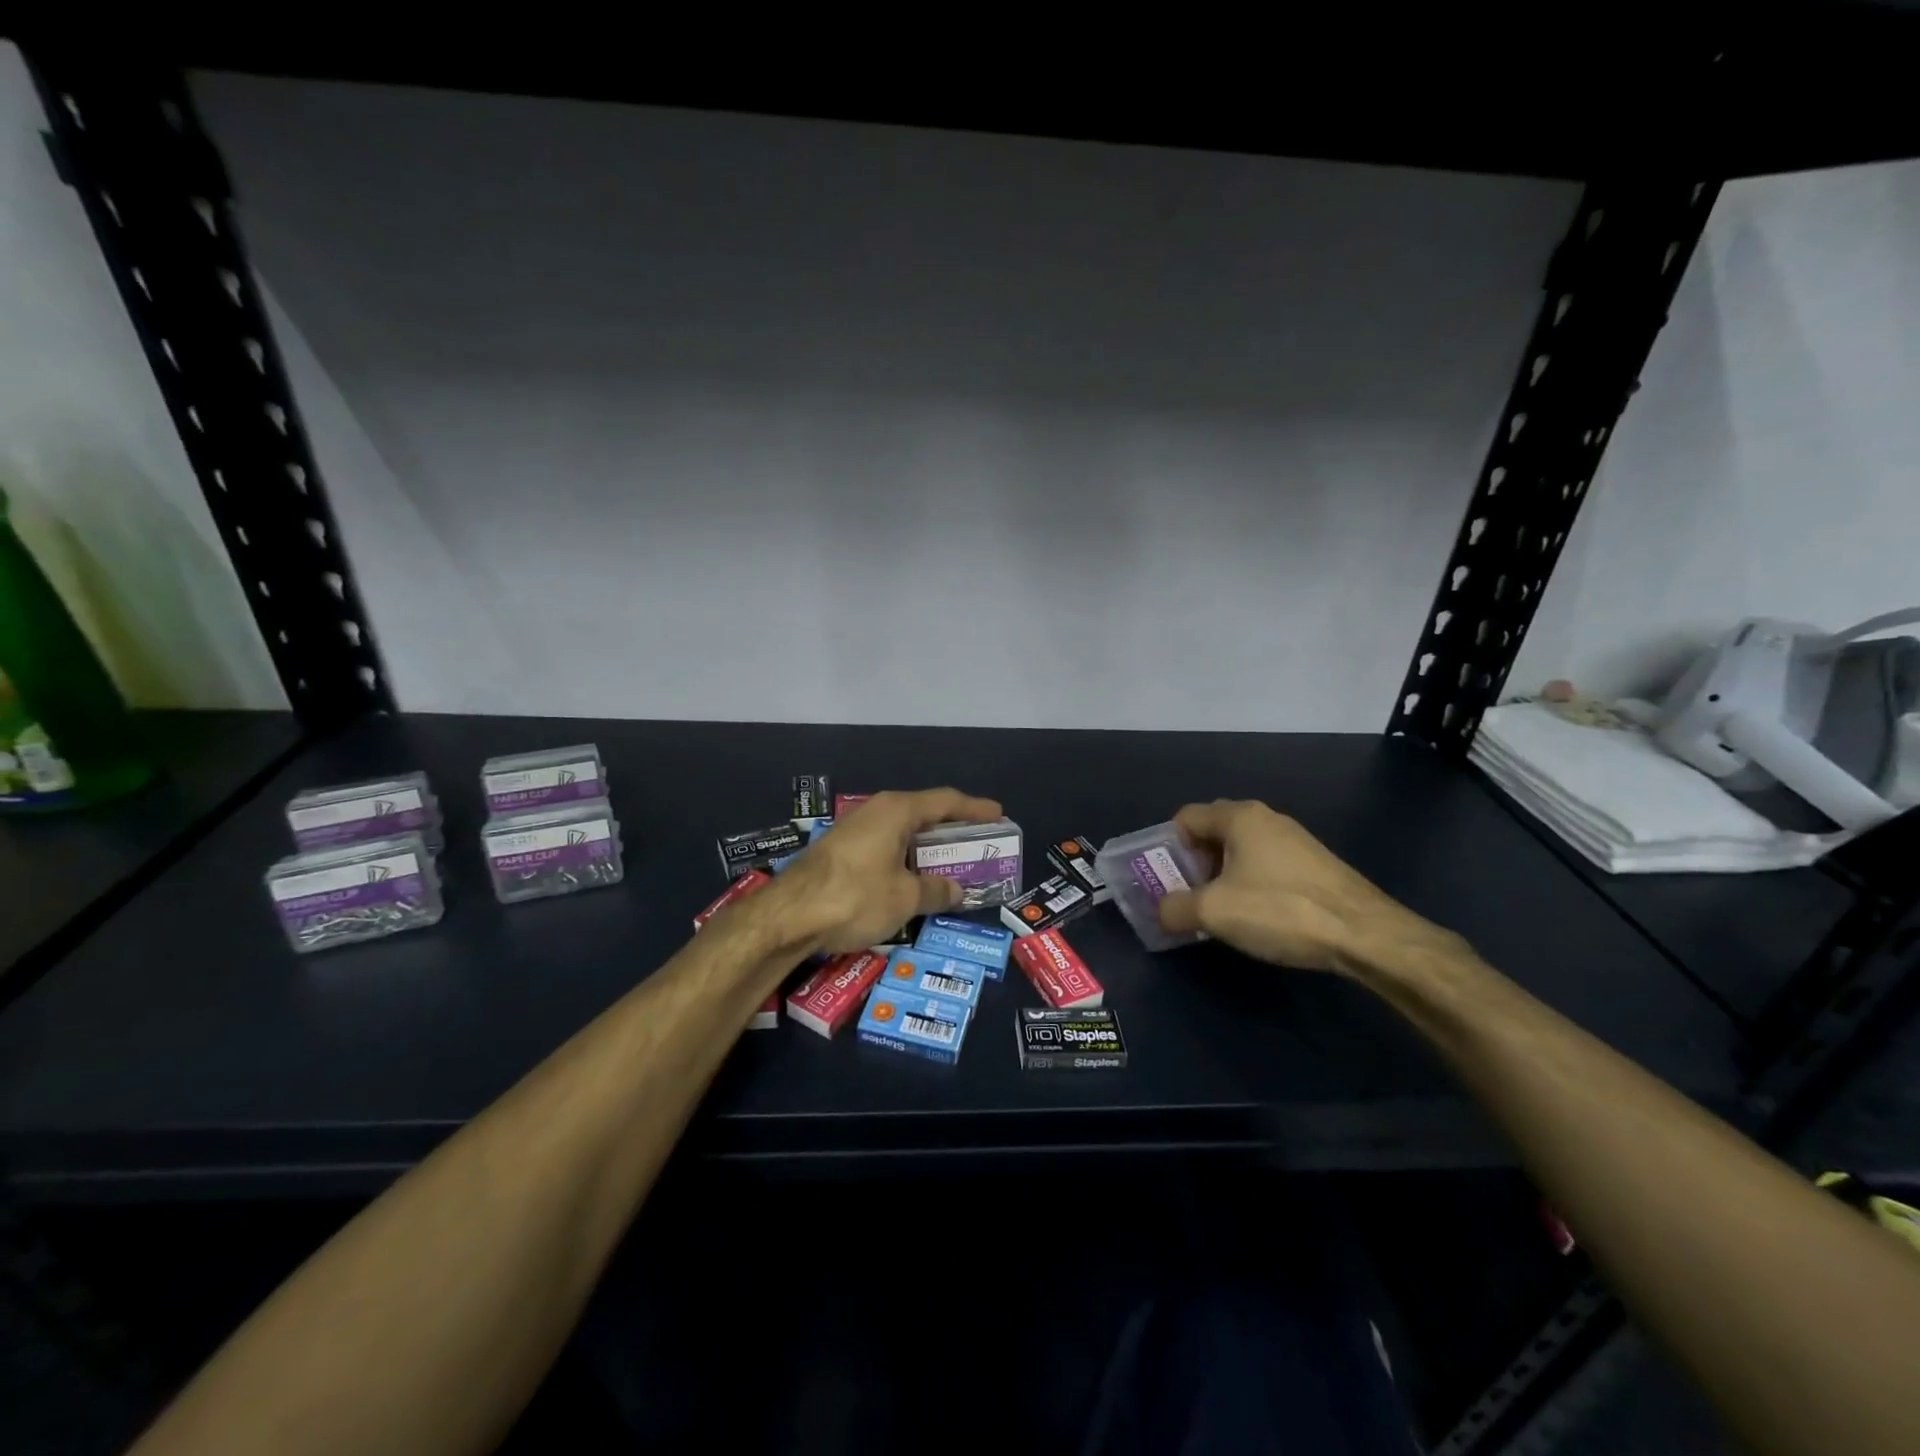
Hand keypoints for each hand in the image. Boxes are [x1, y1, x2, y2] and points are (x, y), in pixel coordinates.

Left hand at [773, 788, 1003, 954]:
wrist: (788, 915)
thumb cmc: (855, 897)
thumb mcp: (905, 898)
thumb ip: (936, 890)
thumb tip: (956, 890)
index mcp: (897, 810)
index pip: (946, 801)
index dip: (975, 808)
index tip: (999, 815)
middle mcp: (876, 811)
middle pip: (924, 813)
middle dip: (952, 830)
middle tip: (978, 844)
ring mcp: (854, 829)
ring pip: (902, 831)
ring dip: (927, 847)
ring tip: (950, 864)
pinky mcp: (840, 850)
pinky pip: (885, 845)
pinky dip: (905, 858)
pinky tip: (912, 879)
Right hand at [1157, 799, 1452, 975]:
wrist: (1365, 934)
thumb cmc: (1280, 910)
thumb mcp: (1214, 912)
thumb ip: (1175, 908)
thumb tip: (1162, 911)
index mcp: (1239, 817)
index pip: (1186, 818)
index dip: (1169, 848)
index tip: (1168, 881)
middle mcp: (1267, 818)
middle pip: (1213, 832)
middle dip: (1194, 864)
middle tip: (1190, 898)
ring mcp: (1295, 840)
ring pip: (1241, 851)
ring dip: (1222, 877)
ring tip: (1223, 912)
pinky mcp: (1315, 865)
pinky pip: (1266, 865)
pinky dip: (1251, 884)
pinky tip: (1259, 916)